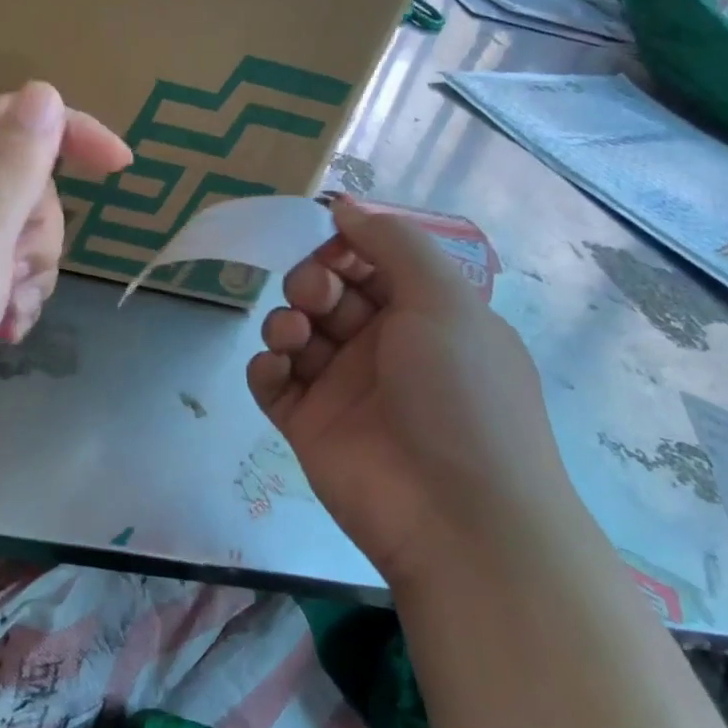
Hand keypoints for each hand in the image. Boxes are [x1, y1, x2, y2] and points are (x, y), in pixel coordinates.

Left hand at [0, 82, 130, 444]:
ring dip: (28, 271)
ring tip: (5, 313)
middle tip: (14, 272)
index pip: (19, 117)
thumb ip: (13, 164)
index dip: (74, 132)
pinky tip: (1, 331)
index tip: (122, 167)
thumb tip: (45, 94)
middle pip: (22, 181)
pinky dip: (9, 295)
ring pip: (15, 230)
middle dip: (38, 229)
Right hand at [247, 199, 566, 589]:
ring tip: (293, 337)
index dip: (346, 247)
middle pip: (328, 293)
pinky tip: (277, 369)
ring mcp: (343, 389)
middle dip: (312, 281)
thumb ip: (393, 242)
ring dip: (285, 321)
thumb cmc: (460, 395)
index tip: (328, 241)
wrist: (459, 520)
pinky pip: (273, 383)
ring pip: (296, 333)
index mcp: (424, 316)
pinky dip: (266, 367)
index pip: (373, 263)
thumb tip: (344, 207)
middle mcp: (383, 347)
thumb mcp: (444, 300)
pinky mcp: (308, 426)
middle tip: (315, 296)